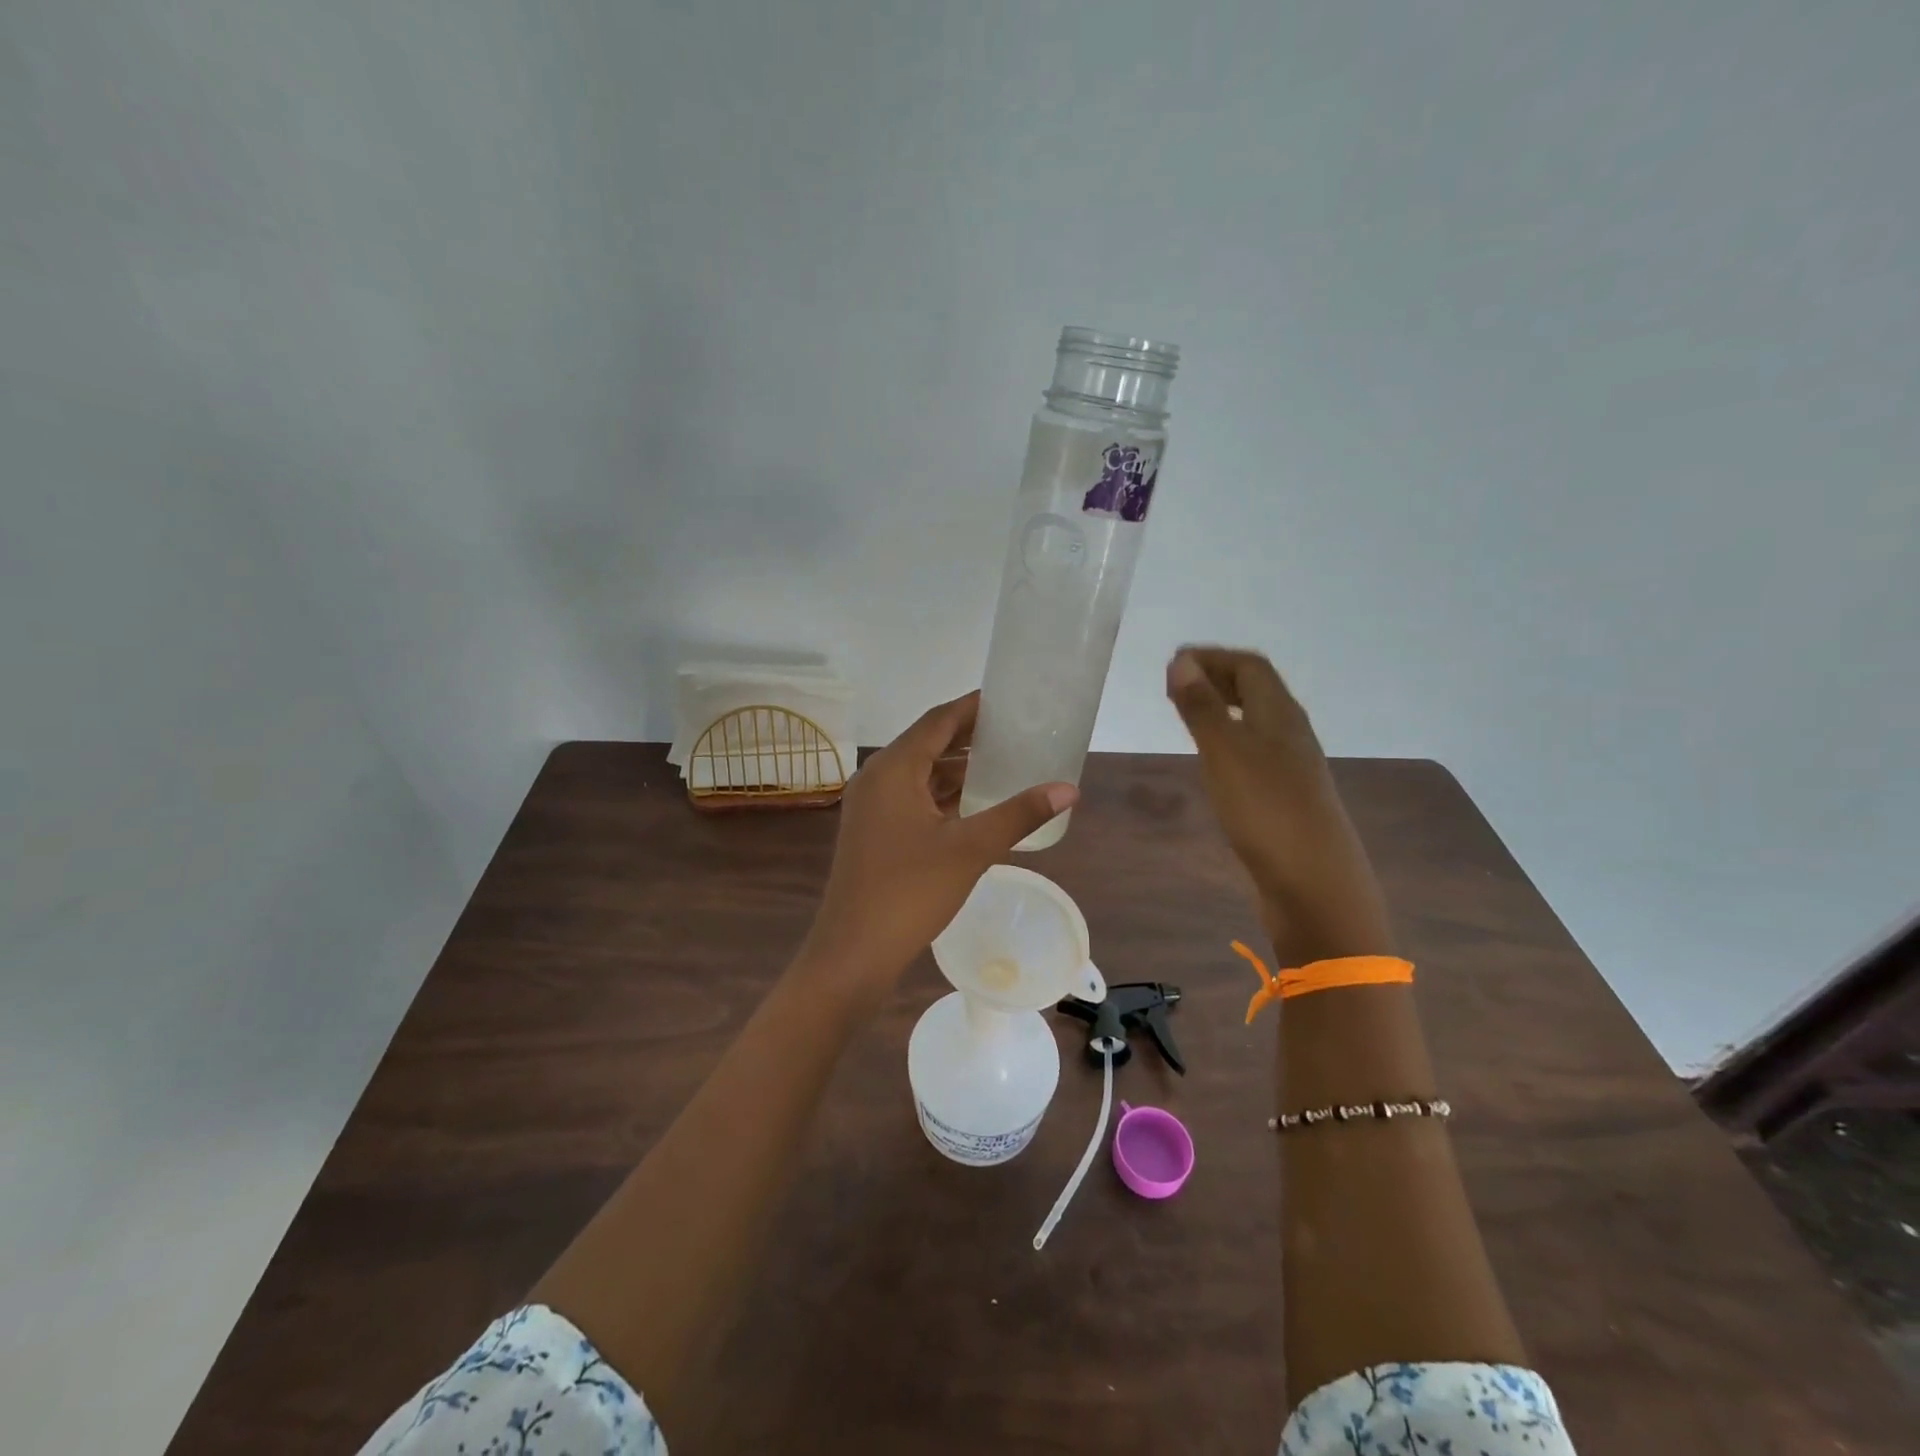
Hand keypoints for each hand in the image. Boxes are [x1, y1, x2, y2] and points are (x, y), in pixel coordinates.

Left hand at [801, 691, 1076, 999]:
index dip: (973, 708)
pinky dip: (942, 795)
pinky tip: (974, 804)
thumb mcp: (970, 849)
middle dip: (969, 737)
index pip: (938, 721)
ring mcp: (871, 806)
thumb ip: (1019, 814)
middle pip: (928, 743)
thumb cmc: (910, 892)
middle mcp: (876, 778)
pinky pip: (912, 797)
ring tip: (1003, 763)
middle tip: (1015, 731)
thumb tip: (1068, 789)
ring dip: (957, 768)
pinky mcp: (873, 831)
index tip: (1008, 700)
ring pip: (919, 773)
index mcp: (893, 768)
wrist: (854, 951)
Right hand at [1165, 648, 1393, 962]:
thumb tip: (1182, 661)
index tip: (1173, 663)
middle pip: (1258, 691)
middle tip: (1176, 686)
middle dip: (1218, 679)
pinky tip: (1214, 761)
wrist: (1316, 885)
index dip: (1213, 657)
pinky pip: (1255, 752)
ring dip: (1223, 709)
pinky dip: (1230, 741)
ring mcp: (1292, 768)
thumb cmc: (1267, 812)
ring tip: (1188, 716)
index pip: (1250, 667)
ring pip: (1257, 722)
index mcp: (1281, 715)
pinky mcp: (1286, 798)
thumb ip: (1203, 708)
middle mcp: (1291, 734)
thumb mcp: (1226, 754)